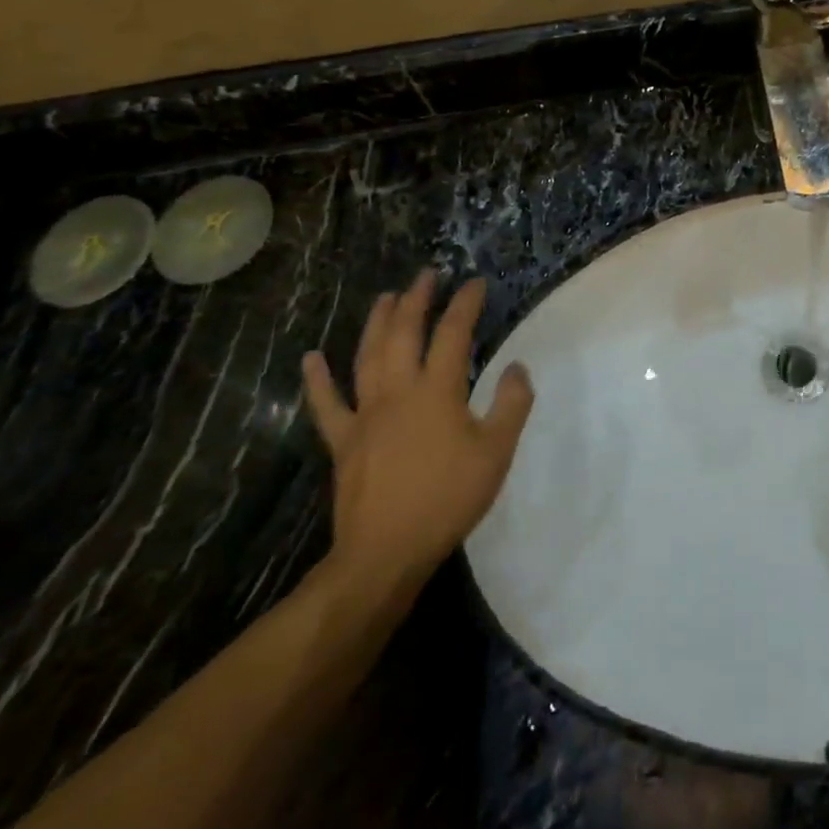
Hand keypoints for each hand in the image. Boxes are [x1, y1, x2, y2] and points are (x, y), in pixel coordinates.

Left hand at [303, 271, 533, 601]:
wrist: (385, 552)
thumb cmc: (447, 498)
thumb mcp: (496, 453)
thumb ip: (511, 405)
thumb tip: (516, 367)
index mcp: (438, 390)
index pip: (453, 333)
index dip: (465, 304)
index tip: (475, 283)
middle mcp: (399, 390)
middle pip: (405, 333)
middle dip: (417, 299)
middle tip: (426, 276)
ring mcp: (366, 413)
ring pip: (368, 355)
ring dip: (377, 322)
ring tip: (386, 297)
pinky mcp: (343, 440)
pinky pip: (327, 403)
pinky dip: (318, 379)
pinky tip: (311, 358)